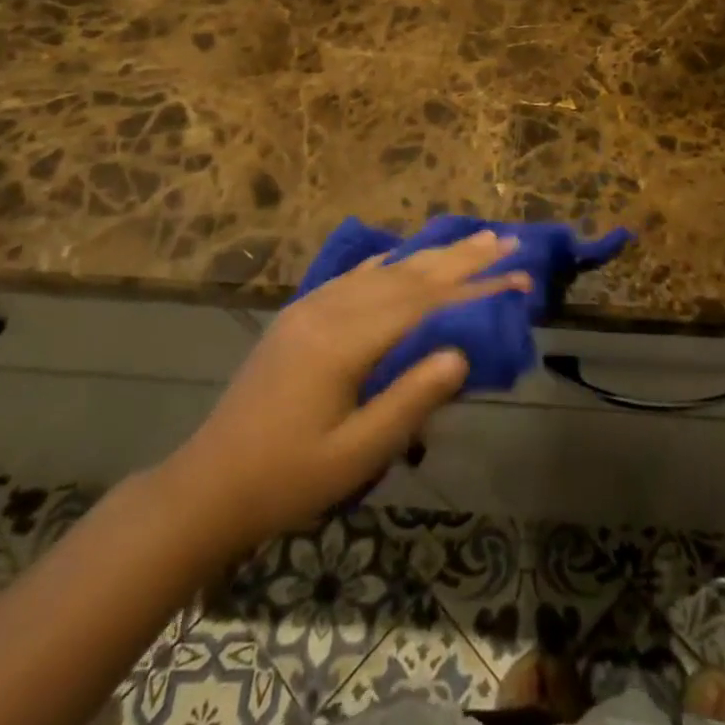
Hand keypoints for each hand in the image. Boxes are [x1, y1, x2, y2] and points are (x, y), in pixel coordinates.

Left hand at [157, 231, 529, 551]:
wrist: (206, 486)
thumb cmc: (286, 479)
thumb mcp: (356, 454)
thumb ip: (411, 400)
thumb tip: (461, 355)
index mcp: (344, 341)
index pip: (425, 304)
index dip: (475, 289)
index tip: (518, 276)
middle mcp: (330, 310)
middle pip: (408, 275)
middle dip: (461, 257)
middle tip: (506, 238)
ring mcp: (312, 307)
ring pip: (384, 269)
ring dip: (431, 254)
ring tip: (471, 239)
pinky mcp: (300, 314)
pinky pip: (354, 276)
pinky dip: (388, 262)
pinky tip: (402, 253)